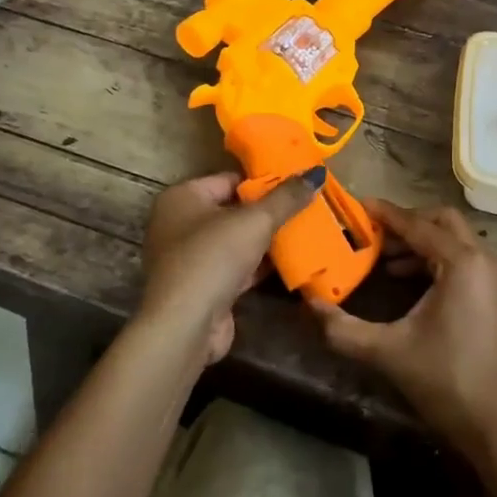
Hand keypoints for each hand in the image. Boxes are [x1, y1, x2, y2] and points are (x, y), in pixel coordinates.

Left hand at [137, 169, 321, 362]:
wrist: (186, 324)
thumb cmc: (214, 257)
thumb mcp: (256, 221)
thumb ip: (286, 197)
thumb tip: (316, 173)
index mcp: (183, 197)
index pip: (229, 179)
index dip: (264, 181)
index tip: (297, 184)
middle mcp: (180, 223)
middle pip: (233, 210)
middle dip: (269, 213)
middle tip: (307, 208)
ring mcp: (190, 258)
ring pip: (236, 241)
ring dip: (267, 241)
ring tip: (306, 232)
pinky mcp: (203, 286)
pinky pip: (237, 267)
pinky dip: (260, 265)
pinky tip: (291, 262)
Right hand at [311, 201, 496, 467]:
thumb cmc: (447, 381)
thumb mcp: (388, 352)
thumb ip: (343, 328)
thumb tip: (309, 304)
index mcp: (462, 263)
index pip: (417, 225)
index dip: (384, 214)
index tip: (355, 205)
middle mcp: (483, 260)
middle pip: (441, 221)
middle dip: (406, 222)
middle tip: (372, 233)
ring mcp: (494, 277)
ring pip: (454, 240)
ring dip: (420, 241)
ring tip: (383, 258)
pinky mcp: (496, 295)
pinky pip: (463, 259)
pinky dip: (435, 259)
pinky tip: (407, 280)